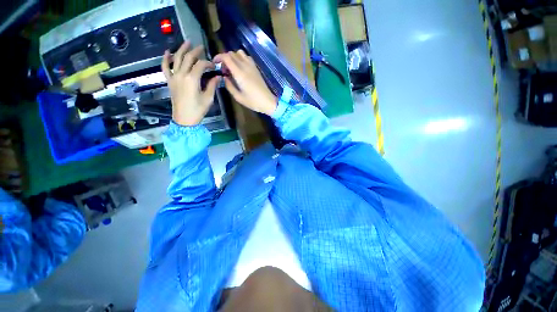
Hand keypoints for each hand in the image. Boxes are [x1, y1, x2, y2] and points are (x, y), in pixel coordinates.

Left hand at [162, 42, 219, 125]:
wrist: (184, 119)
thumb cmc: (198, 110)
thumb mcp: (208, 98)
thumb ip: (212, 85)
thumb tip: (218, 77)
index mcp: (192, 79)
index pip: (200, 65)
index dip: (208, 63)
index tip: (214, 66)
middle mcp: (181, 74)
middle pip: (188, 58)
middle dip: (196, 51)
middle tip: (202, 47)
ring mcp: (173, 77)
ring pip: (176, 58)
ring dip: (181, 49)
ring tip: (187, 42)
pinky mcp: (169, 81)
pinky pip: (165, 67)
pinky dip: (165, 59)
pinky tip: (167, 52)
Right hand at [213, 50, 276, 115]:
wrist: (268, 101)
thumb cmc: (253, 102)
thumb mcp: (238, 97)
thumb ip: (229, 86)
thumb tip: (224, 77)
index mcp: (239, 73)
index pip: (226, 57)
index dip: (218, 57)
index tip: (214, 63)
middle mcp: (245, 66)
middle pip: (231, 53)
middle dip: (224, 58)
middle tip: (223, 69)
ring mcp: (252, 66)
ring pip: (239, 53)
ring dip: (233, 57)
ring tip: (232, 67)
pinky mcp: (256, 68)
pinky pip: (247, 57)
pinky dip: (241, 58)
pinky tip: (241, 68)